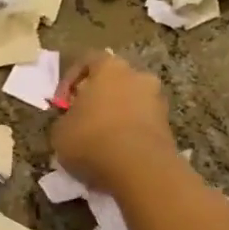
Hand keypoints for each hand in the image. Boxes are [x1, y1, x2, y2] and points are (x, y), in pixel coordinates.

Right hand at [51, 51, 178, 194]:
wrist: (139, 169)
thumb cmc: (92, 140)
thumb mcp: (60, 131)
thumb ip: (65, 119)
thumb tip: (72, 121)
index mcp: (110, 68)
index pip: (88, 60)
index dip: (70, 79)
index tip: (61, 103)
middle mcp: (138, 77)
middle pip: (114, 81)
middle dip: (97, 97)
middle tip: (82, 119)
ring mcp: (157, 101)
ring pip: (130, 103)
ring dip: (115, 116)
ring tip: (98, 141)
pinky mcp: (168, 128)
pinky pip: (141, 124)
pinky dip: (128, 134)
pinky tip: (115, 154)